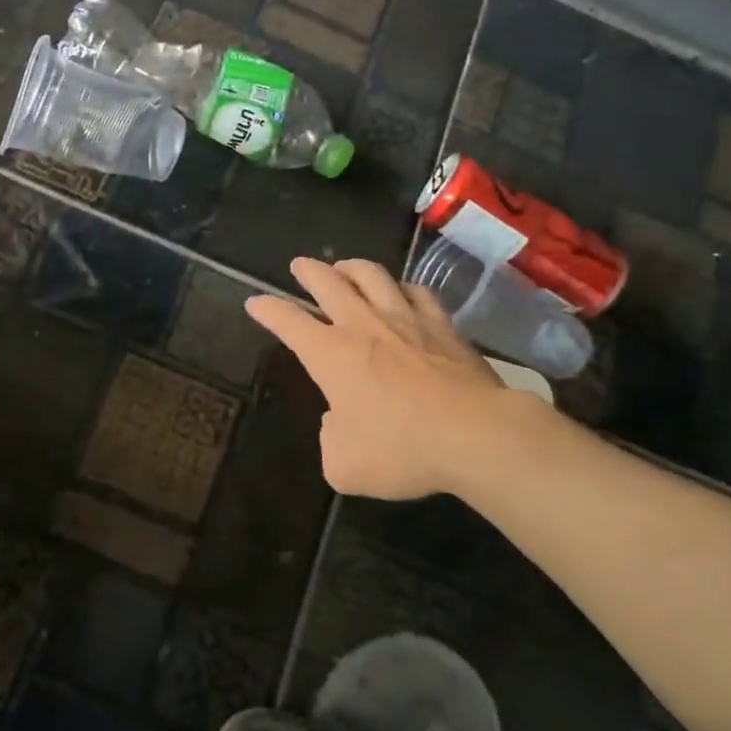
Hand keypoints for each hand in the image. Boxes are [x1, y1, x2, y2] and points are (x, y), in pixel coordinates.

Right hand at [246, 257, 527, 501]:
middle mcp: (363, 326)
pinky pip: (417, 292)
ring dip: (352, 267)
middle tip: (299, 266)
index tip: (254, 303)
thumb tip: (339, 420)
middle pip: (328, 282)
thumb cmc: (401, 450)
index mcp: (331, 355)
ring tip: (345, 267)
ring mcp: (405, 320)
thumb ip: (331, 439)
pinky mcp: (442, 325)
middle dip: (308, 271)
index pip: (288, 321)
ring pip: (372, 275)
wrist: (475, 435)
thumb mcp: (344, 465)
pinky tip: (402, 292)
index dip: (267, 310)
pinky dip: (402, 287)